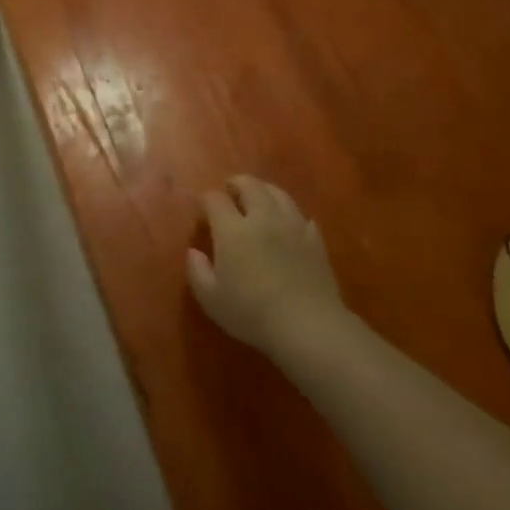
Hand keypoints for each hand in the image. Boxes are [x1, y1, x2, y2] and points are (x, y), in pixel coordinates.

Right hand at [187, 176, 360, 361]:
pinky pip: (301, 215)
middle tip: (229, 189)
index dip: (206, 199)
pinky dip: (290, 213)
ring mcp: (293, 226)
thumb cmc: (252, 313)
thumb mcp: (211, 299)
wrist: (307, 326)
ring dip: (264, 190)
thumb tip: (194, 252)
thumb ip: (197, 271)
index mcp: (233, 230)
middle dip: (236, 183)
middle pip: (250, 186)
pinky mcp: (315, 240)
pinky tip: (288, 223)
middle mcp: (263, 219)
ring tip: (258, 197)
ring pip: (278, 194)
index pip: (215, 199)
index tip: (202, 206)